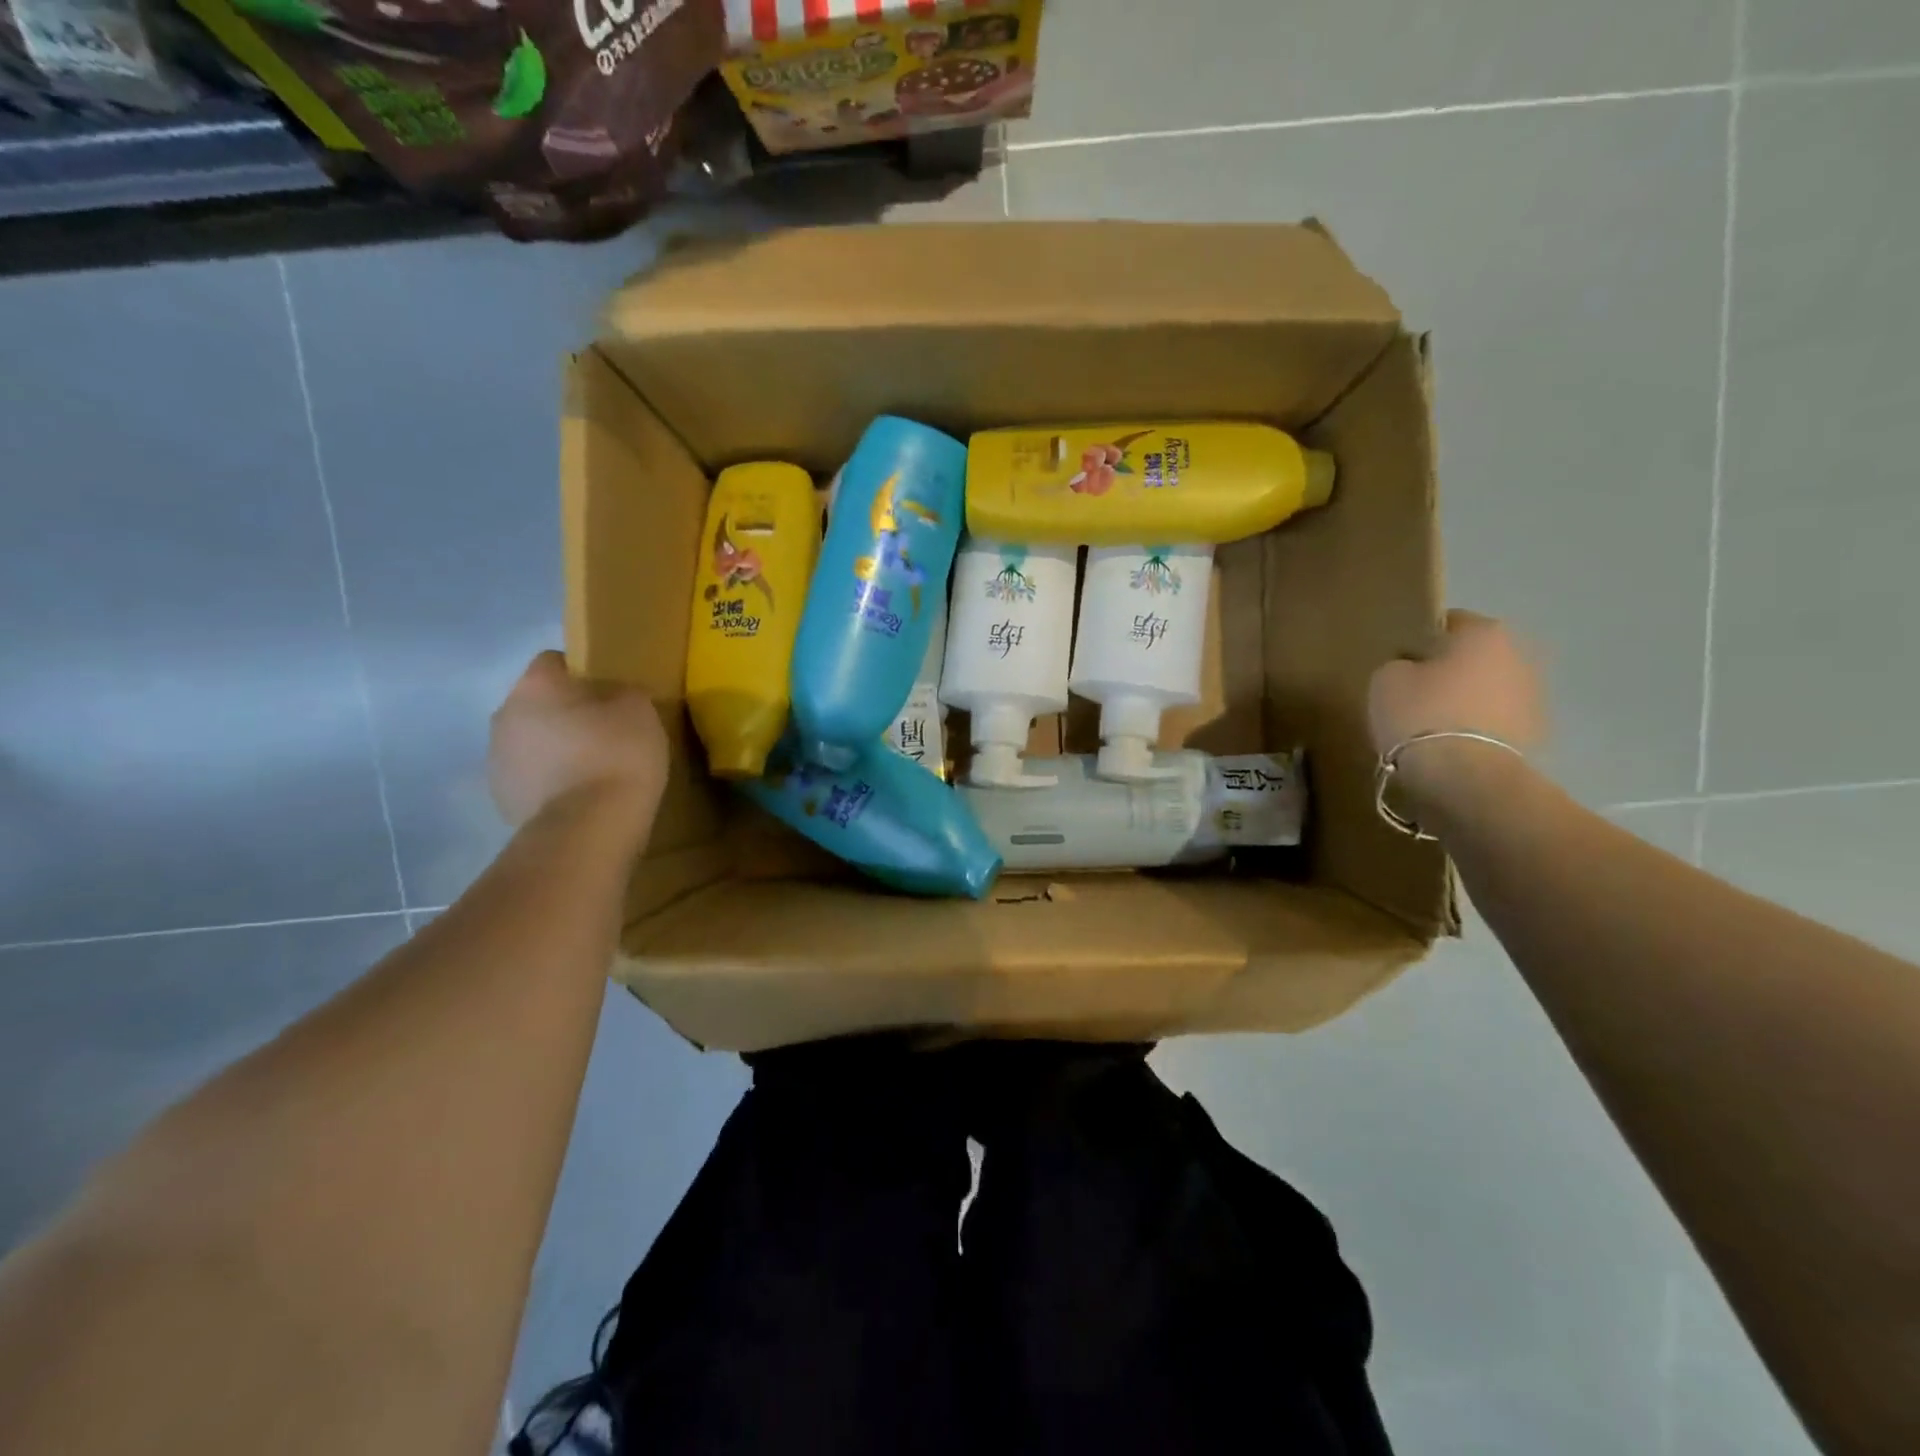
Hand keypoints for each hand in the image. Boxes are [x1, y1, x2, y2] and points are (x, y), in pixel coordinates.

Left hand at [488, 652, 668, 831]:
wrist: (588, 827)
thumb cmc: (616, 755)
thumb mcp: (640, 710)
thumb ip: (622, 693)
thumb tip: (612, 697)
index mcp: (535, 685)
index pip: (555, 661)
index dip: (583, 673)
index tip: (610, 694)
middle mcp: (504, 714)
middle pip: (538, 703)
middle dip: (565, 713)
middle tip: (605, 732)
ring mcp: (497, 759)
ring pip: (530, 741)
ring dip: (554, 748)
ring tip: (593, 770)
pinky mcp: (501, 798)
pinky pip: (530, 778)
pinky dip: (550, 782)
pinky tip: (580, 796)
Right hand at [1368, 611, 1544, 805]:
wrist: (1465, 777)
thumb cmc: (1421, 715)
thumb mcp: (1386, 680)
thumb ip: (1399, 664)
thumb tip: (1410, 669)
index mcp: (1485, 632)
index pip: (1448, 622)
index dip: (1419, 640)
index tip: (1399, 661)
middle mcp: (1519, 655)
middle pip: (1473, 657)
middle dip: (1449, 671)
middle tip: (1414, 693)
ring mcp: (1534, 696)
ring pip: (1487, 689)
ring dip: (1466, 701)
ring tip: (1432, 725)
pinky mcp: (1535, 734)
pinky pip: (1495, 722)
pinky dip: (1476, 729)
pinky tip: (1450, 747)